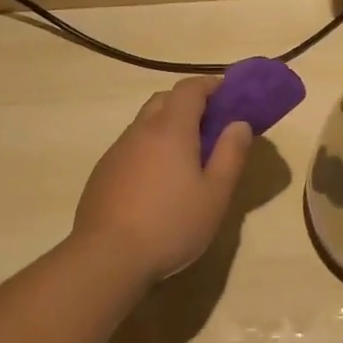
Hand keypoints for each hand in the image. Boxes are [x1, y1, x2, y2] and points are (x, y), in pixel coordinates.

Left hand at [71, 77, 254, 282]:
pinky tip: (156, 181)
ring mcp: (117, 150)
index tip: (229, 94)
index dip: (211, 85)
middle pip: (165, 99)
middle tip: (210, 126)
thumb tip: (239, 123)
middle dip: (189, 103)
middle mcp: (141, 130)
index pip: (190, 88)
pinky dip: (148, 148)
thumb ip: (231, 154)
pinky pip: (131, 146)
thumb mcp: (215, 195)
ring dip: (167, 126)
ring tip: (185, 157)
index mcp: (172, 128)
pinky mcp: (103, 172)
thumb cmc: (171, 224)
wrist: (107, 257)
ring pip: (145, 123)